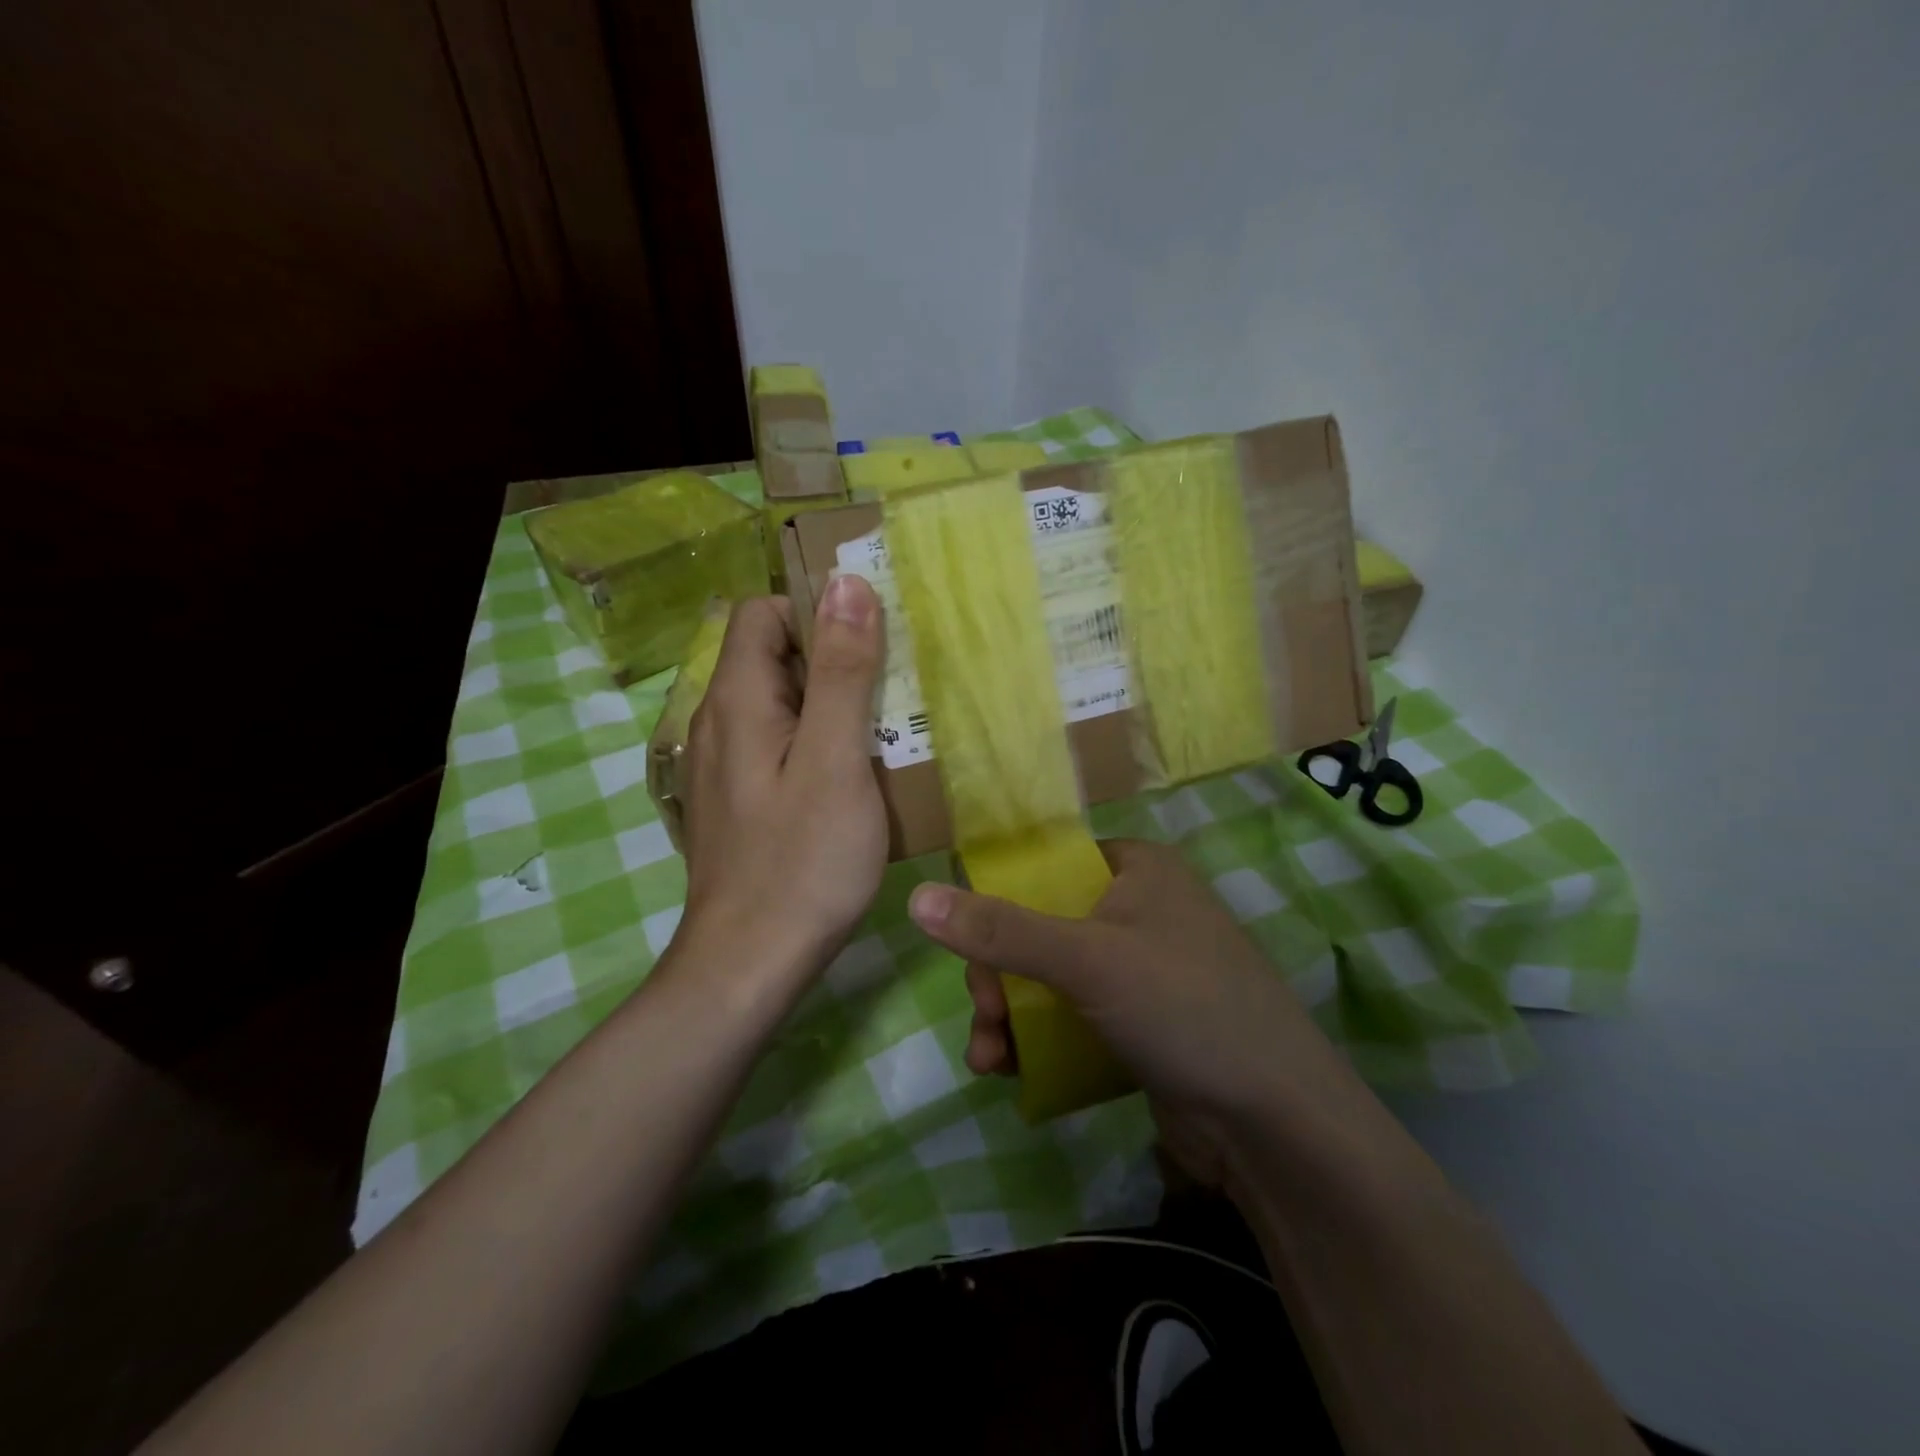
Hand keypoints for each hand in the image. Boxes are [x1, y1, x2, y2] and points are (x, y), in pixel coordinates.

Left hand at [679, 577, 886, 972]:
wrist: (751, 963)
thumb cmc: (801, 860)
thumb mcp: (833, 758)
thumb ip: (840, 670)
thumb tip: (847, 583)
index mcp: (737, 700)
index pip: (762, 613)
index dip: (814, 609)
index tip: (871, 634)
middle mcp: (720, 723)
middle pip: (773, 657)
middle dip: (833, 656)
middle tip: (894, 681)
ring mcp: (727, 766)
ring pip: (781, 704)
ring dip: (831, 702)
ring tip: (887, 724)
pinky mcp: (741, 801)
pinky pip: (780, 746)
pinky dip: (818, 741)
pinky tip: (857, 774)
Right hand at [907, 840, 1352, 1179]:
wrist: (1275, 1124)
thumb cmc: (1183, 1008)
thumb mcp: (1086, 960)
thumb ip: (1001, 931)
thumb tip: (917, 897)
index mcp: (1137, 869)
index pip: (1048, 866)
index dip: (1001, 901)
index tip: (973, 947)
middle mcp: (1140, 910)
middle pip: (1041, 926)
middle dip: (1000, 975)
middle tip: (986, 1014)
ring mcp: (1142, 971)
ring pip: (1051, 978)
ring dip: (1009, 1015)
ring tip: (988, 1057)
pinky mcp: (1142, 1024)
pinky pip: (1073, 1018)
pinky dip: (1039, 1040)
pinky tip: (1009, 1072)